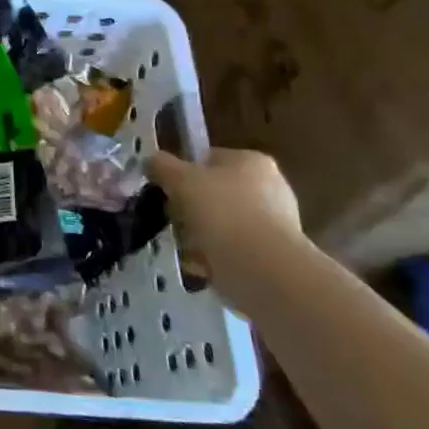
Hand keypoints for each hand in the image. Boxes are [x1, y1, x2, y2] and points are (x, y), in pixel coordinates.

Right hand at [147, 148, 310, 310]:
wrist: (263, 269)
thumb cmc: (222, 212)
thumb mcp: (180, 179)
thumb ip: (162, 166)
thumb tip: (152, 160)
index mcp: (252, 161)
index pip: (209, 159)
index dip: (184, 174)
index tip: (168, 191)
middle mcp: (271, 187)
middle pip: (215, 194)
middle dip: (192, 209)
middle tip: (174, 221)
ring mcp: (276, 223)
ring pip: (222, 224)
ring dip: (201, 236)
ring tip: (186, 248)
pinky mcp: (274, 256)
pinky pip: (233, 250)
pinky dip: (216, 257)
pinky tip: (202, 267)